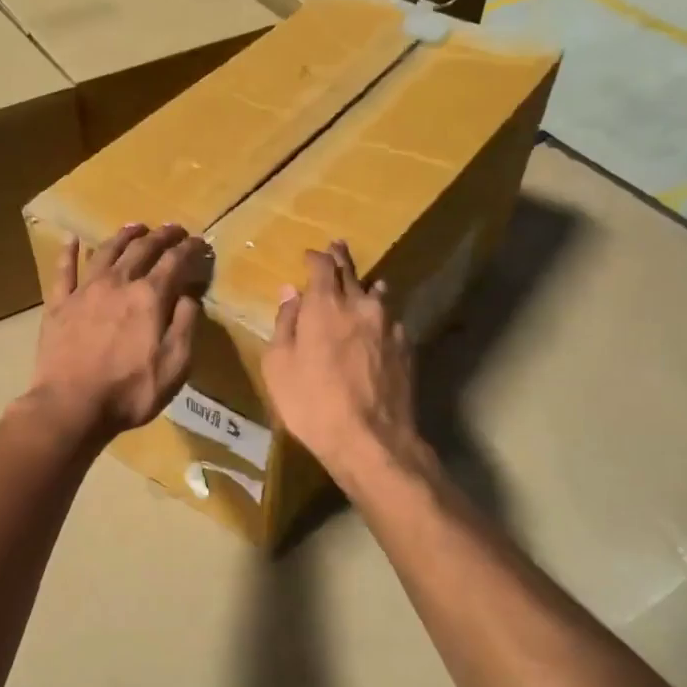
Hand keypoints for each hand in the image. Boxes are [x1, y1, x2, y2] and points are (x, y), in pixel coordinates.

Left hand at [26, 224, 210, 447]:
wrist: (72, 406)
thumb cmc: (130, 391)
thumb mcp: (175, 365)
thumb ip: (186, 325)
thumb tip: (190, 294)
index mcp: (149, 297)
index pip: (174, 262)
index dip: (189, 249)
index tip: (199, 242)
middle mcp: (118, 283)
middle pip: (141, 250)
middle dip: (161, 236)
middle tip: (173, 229)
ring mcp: (84, 292)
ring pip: (105, 252)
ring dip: (123, 237)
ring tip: (135, 227)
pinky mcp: (58, 305)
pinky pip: (63, 271)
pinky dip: (68, 253)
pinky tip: (71, 239)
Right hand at [263, 241, 426, 485]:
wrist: (371, 439)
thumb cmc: (312, 404)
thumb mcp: (279, 366)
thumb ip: (284, 324)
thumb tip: (289, 293)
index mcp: (325, 305)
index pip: (322, 266)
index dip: (315, 257)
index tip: (309, 255)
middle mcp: (361, 305)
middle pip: (352, 272)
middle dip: (341, 258)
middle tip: (337, 247)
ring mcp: (389, 325)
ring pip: (378, 293)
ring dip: (367, 286)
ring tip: (363, 285)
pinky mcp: (407, 347)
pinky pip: (391, 320)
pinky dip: (381, 317)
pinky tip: (378, 327)